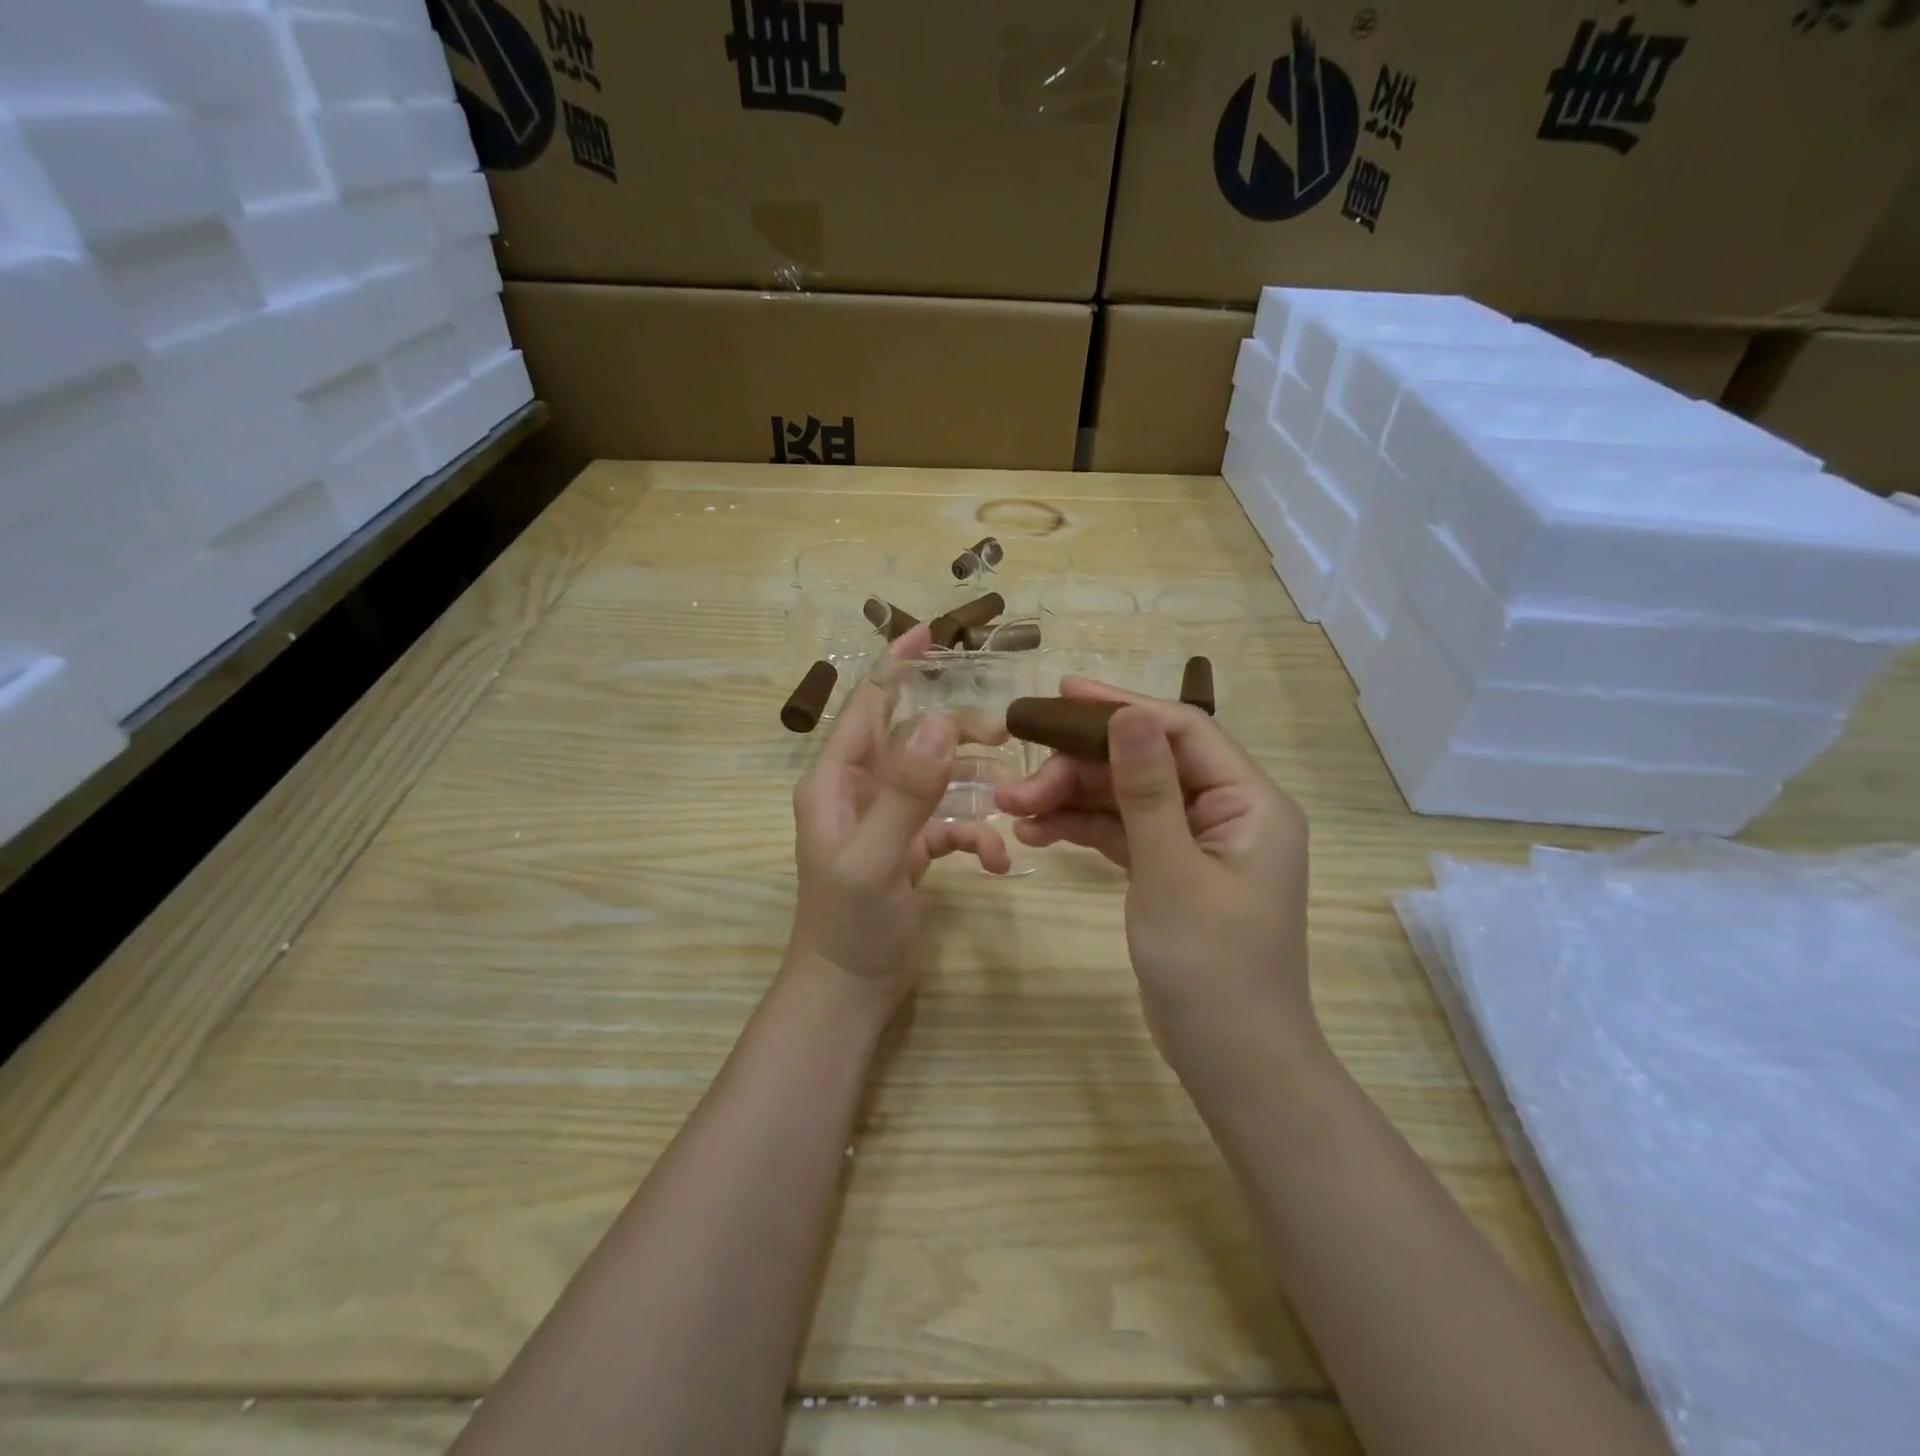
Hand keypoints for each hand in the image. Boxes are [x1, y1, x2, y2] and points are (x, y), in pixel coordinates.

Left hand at [788, 627, 1011, 1013]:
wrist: (850, 990)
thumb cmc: (849, 924)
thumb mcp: (875, 857)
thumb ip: (906, 791)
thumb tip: (940, 722)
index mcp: (836, 780)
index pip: (867, 705)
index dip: (897, 666)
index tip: (931, 633)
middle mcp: (859, 790)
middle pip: (914, 738)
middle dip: (956, 734)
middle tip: (1002, 734)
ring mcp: (887, 818)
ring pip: (938, 779)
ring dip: (973, 786)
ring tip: (1011, 796)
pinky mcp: (910, 847)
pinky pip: (949, 823)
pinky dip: (974, 834)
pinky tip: (995, 861)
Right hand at [994, 677, 1316, 1075]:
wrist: (1232, 1062)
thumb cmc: (1211, 968)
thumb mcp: (1172, 873)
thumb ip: (1148, 790)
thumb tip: (1129, 714)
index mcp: (1249, 802)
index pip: (1181, 731)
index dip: (1119, 707)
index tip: (1059, 693)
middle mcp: (1226, 812)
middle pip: (1144, 764)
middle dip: (1078, 769)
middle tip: (1016, 784)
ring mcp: (1196, 843)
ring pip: (1125, 799)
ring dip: (1070, 800)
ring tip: (1011, 810)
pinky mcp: (1170, 870)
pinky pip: (1121, 833)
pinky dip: (1081, 830)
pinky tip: (1035, 834)